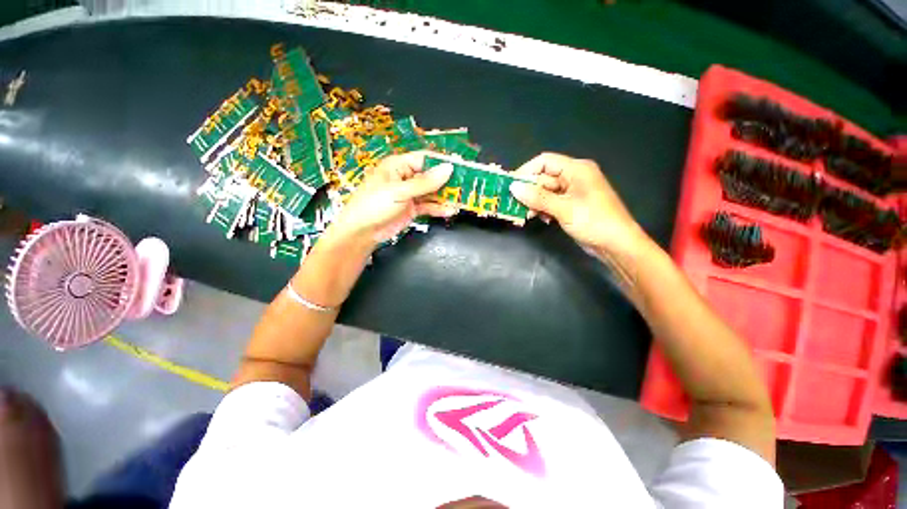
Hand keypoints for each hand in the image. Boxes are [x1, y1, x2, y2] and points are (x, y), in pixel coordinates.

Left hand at [327, 151, 456, 248]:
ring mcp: (409, 194)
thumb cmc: (374, 206)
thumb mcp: (400, 192)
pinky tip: (449, 211)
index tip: (461, 168)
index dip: (442, 163)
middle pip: (431, 176)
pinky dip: (438, 209)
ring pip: (431, 192)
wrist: (361, 233)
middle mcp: (405, 178)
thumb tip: (448, 169)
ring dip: (444, 197)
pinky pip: (428, 206)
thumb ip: (425, 182)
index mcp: (398, 166)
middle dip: (447, 181)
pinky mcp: (412, 209)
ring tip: (460, 200)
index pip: (425, 160)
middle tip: (465, 186)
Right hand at [510, 152, 648, 255]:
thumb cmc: (593, 221)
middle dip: (529, 192)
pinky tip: (543, 219)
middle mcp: (573, 177)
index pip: (545, 162)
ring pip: (545, 192)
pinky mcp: (571, 205)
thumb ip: (537, 197)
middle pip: (543, 178)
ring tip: (529, 215)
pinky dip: (544, 209)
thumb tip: (513, 187)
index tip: (510, 186)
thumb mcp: (563, 208)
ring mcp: (572, 192)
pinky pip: (551, 202)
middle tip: (515, 206)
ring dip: (535, 203)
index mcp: (576, 169)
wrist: (616, 245)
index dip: (526, 171)